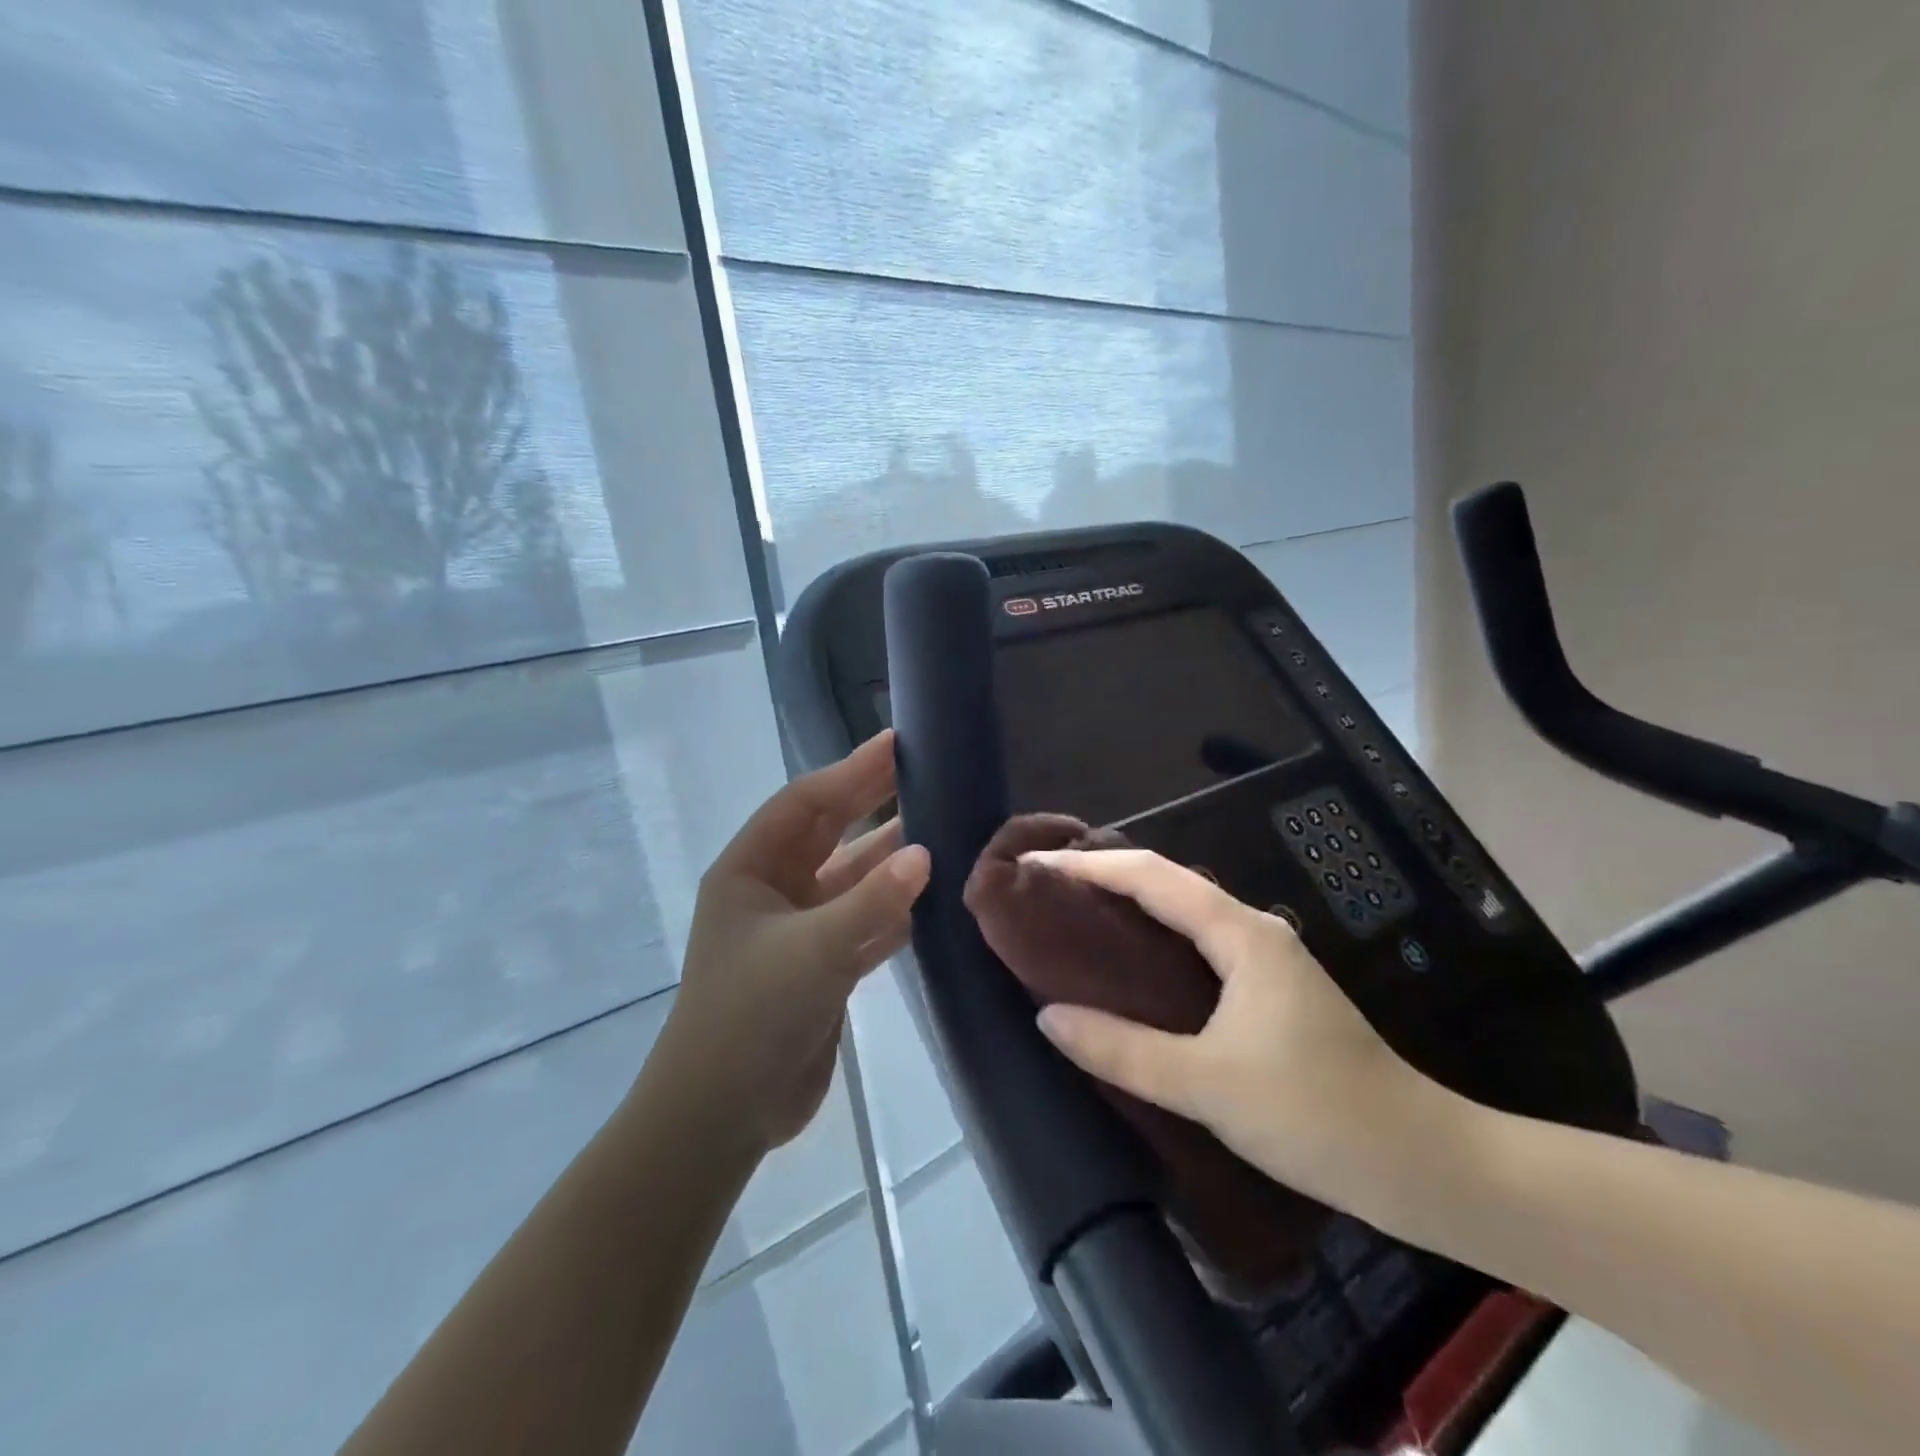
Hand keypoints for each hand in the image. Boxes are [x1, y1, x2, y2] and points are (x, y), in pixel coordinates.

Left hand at [663, 731, 930, 1152]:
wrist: (722, 1114)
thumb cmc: (751, 1015)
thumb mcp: (814, 950)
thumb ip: (872, 900)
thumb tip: (926, 853)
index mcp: (750, 870)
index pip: (805, 803)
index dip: (850, 771)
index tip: (896, 744)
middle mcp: (773, 891)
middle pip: (830, 833)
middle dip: (872, 802)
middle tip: (925, 771)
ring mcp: (798, 930)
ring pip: (852, 879)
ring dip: (890, 859)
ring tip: (942, 828)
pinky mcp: (821, 967)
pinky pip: (864, 923)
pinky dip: (894, 910)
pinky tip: (933, 897)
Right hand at [1023, 848, 1458, 1218]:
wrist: (1423, 1163)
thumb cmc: (1318, 1115)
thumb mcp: (1209, 1086)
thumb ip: (1124, 1050)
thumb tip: (1048, 1017)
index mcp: (1241, 934)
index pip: (1151, 876)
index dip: (1088, 865)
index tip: (1035, 866)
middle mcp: (1253, 931)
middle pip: (1167, 882)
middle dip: (1104, 875)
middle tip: (1044, 890)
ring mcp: (1265, 960)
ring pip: (1183, 913)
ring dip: (1129, 906)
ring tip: (1072, 917)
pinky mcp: (1268, 990)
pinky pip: (1196, 944)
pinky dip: (1153, 939)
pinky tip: (1129, 967)